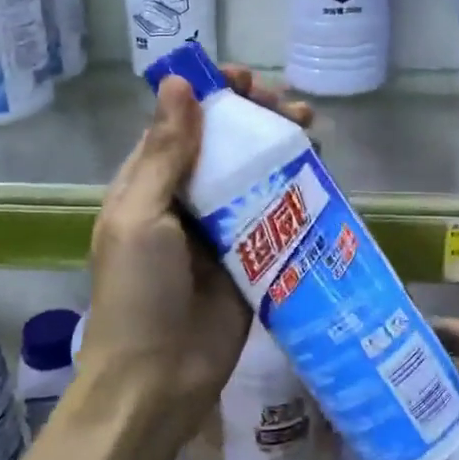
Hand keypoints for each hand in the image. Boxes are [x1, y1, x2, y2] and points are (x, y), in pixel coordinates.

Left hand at [78, 67, 310, 439]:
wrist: (159, 379)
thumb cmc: (138, 293)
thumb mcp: (140, 216)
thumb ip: (164, 153)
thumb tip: (177, 82)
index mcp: (150, 184)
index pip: (182, 123)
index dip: (213, 96)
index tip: (244, 80)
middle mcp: (187, 200)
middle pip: (226, 144)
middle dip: (256, 117)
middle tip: (289, 107)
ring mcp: (223, 230)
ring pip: (256, 174)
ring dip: (281, 147)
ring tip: (310, 129)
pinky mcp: (254, 257)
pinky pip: (278, 214)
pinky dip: (298, 190)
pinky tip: (321, 172)